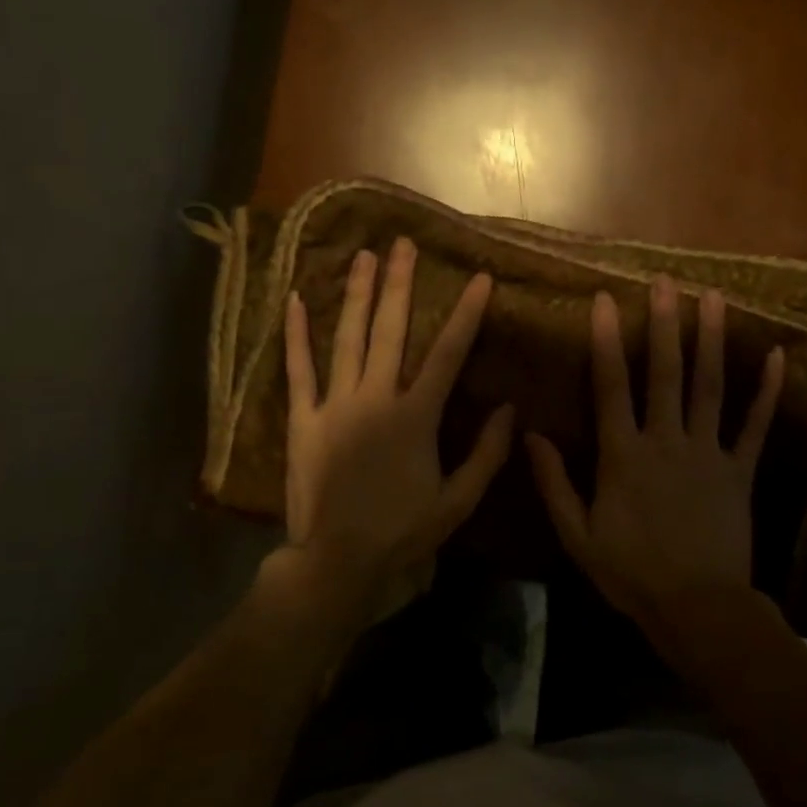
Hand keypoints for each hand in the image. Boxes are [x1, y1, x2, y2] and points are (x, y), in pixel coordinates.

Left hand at [279, 238, 513, 627]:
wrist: (339, 562)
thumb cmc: (403, 532)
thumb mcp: (458, 501)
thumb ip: (487, 454)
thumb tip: (510, 409)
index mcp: (416, 416)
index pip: (448, 354)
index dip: (466, 314)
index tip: (478, 278)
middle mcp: (376, 399)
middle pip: (391, 331)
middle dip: (399, 284)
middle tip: (403, 244)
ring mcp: (335, 406)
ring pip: (347, 339)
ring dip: (356, 295)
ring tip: (363, 256)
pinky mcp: (303, 420)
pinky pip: (298, 371)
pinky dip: (296, 335)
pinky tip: (296, 300)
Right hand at [526, 276, 782, 630]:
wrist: (697, 609)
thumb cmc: (631, 573)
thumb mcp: (577, 535)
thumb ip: (554, 483)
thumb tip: (530, 435)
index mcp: (623, 455)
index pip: (612, 387)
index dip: (607, 341)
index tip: (605, 300)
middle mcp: (666, 441)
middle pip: (666, 373)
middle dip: (664, 324)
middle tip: (666, 282)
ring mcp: (708, 453)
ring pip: (710, 387)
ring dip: (712, 340)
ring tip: (715, 298)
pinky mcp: (740, 471)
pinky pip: (756, 427)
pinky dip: (768, 393)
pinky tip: (778, 356)